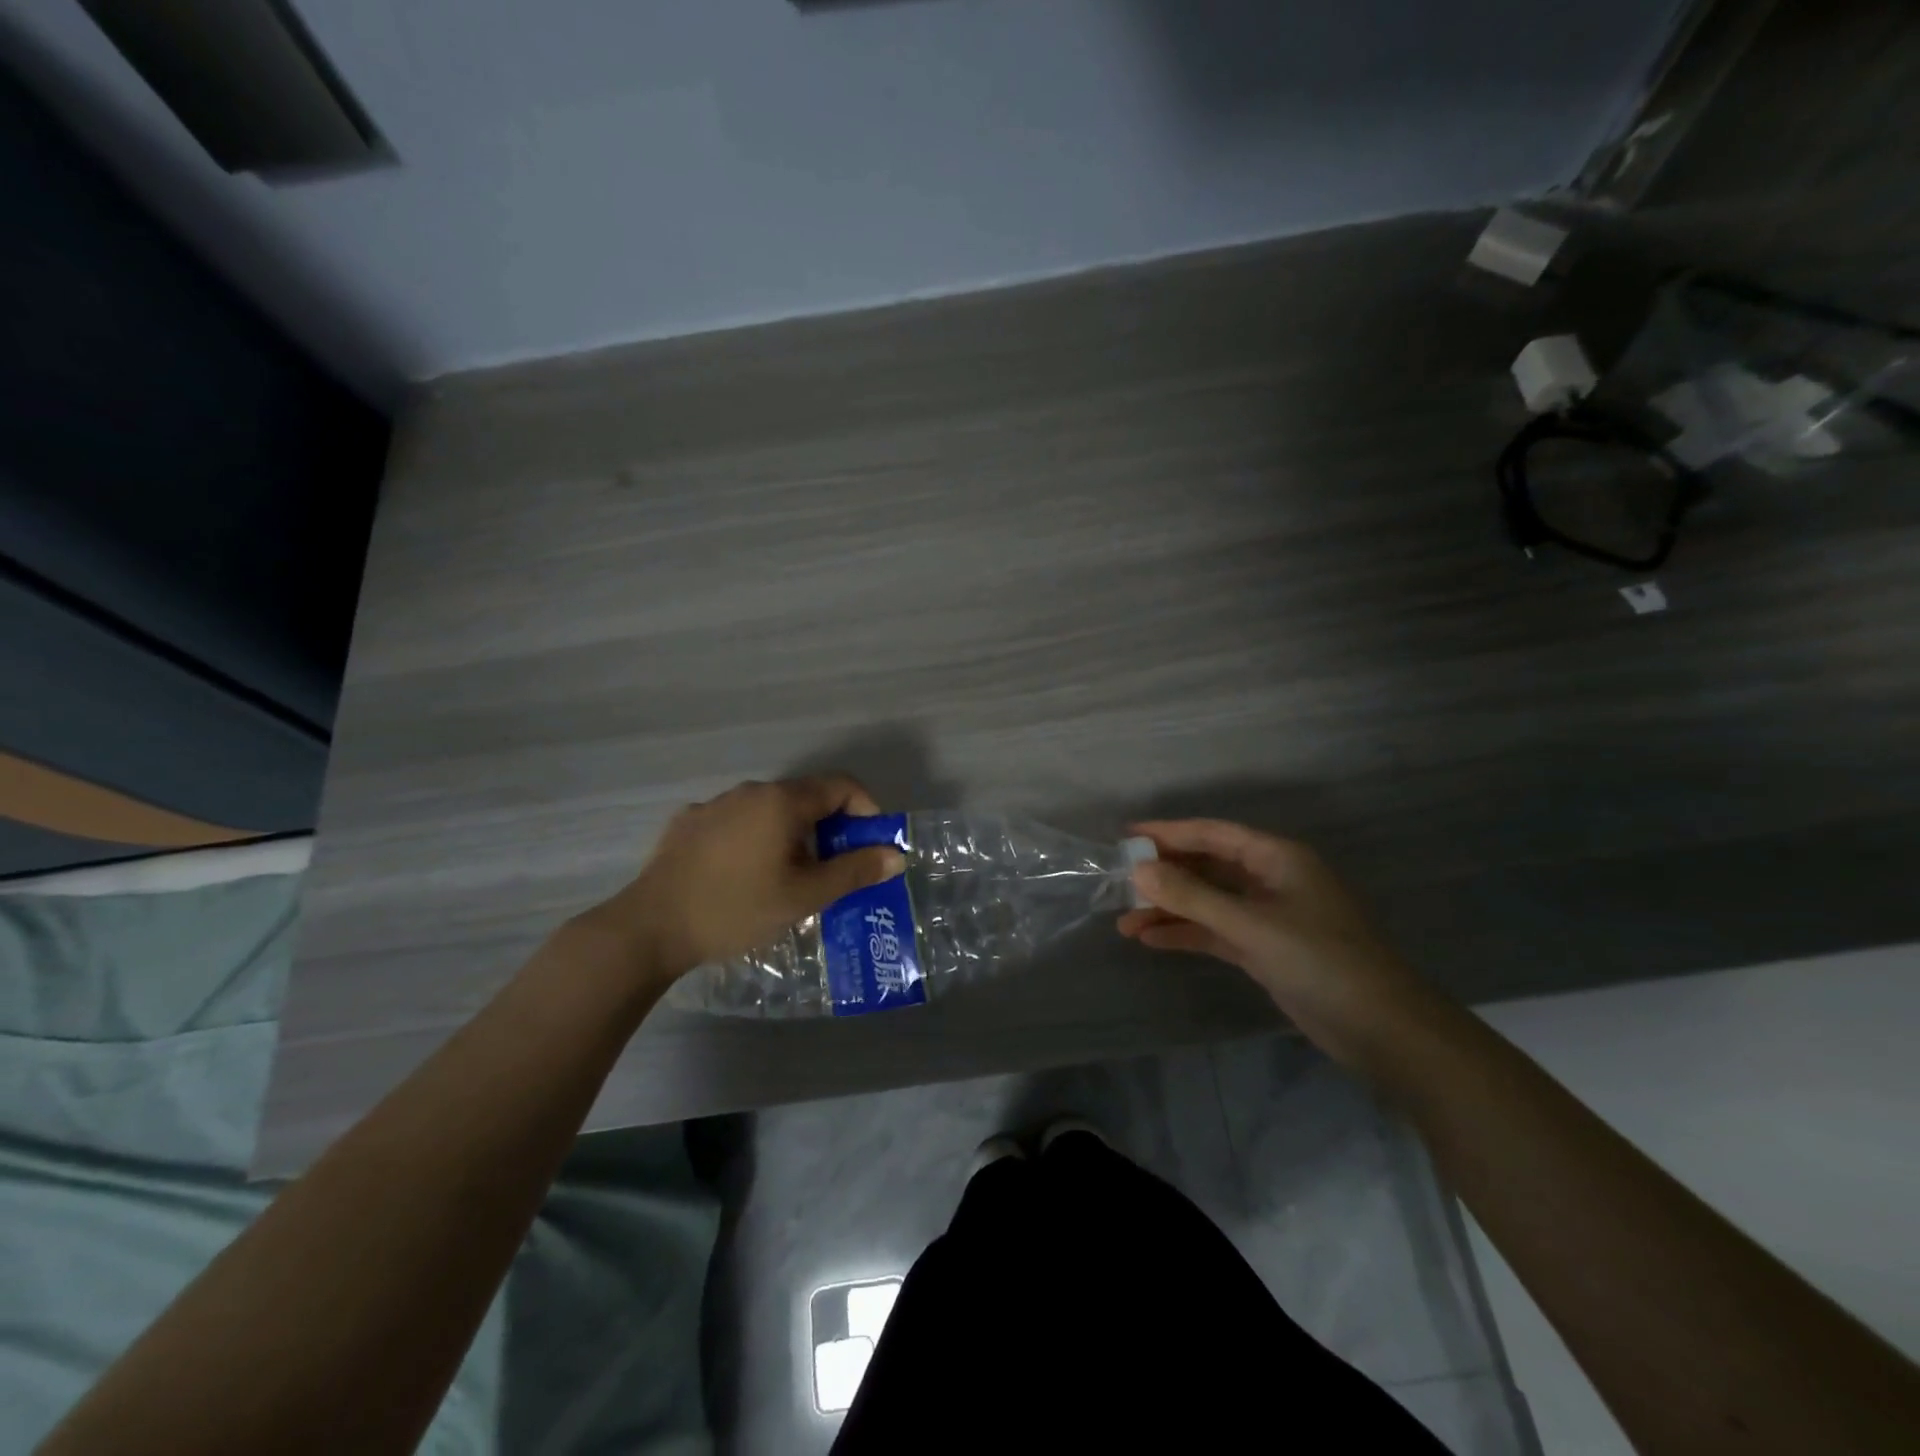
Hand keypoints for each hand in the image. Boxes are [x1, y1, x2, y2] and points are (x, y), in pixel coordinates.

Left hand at [573, 776, 906, 984]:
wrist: (650, 927)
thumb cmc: (737, 909)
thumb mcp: (804, 896)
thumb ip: (854, 871)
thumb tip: (895, 854)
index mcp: (782, 801)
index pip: (842, 785)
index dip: (866, 810)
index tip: (869, 846)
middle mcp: (750, 790)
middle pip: (806, 798)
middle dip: (829, 829)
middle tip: (832, 871)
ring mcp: (715, 804)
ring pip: (769, 811)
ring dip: (790, 835)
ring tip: (788, 878)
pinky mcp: (688, 823)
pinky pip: (736, 823)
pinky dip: (754, 840)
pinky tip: (743, 876)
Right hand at [1118, 819, 1435, 1067]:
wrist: (1383, 1030)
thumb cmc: (1321, 961)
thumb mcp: (1251, 925)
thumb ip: (1192, 897)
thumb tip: (1139, 870)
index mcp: (1278, 858)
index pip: (1213, 834)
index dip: (1169, 833)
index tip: (1127, 838)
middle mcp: (1271, 880)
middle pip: (1207, 866)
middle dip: (1164, 875)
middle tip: (1119, 882)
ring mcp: (1268, 917)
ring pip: (1208, 903)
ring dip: (1169, 910)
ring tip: (1124, 921)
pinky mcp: (1265, 950)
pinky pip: (1216, 932)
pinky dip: (1186, 934)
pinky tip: (1151, 941)